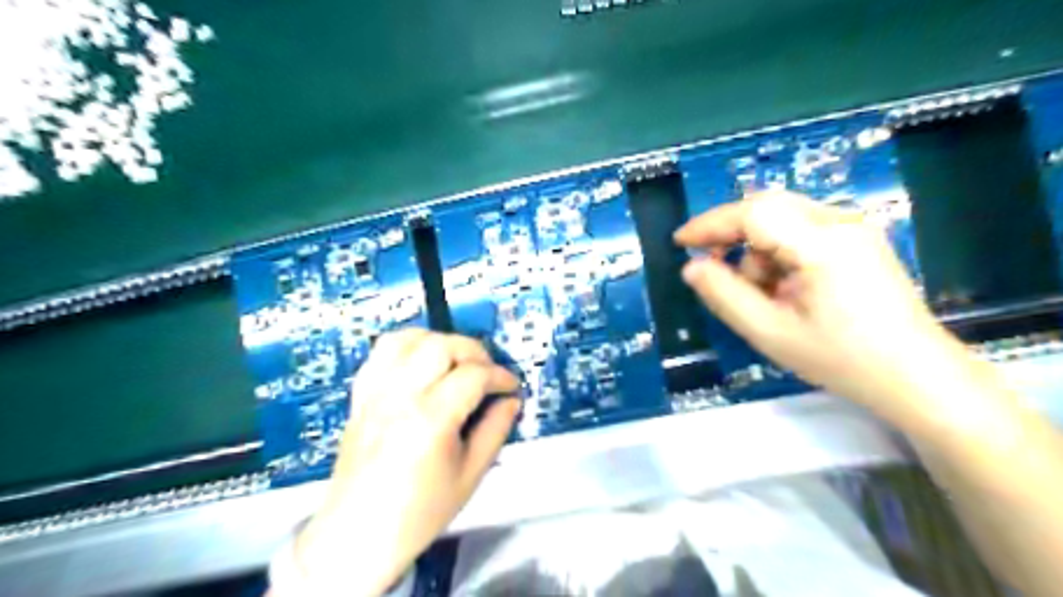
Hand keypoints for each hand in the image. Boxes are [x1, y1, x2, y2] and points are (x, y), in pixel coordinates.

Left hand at [290, 330, 521, 593]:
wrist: (359, 533)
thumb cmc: (418, 512)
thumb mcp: (471, 474)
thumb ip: (496, 430)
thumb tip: (511, 401)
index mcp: (430, 420)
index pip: (474, 375)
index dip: (500, 377)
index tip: (511, 387)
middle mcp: (400, 396)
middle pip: (443, 346)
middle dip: (474, 352)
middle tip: (487, 373)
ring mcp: (376, 392)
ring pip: (410, 338)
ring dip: (441, 342)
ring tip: (456, 363)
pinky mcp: (362, 394)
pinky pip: (382, 350)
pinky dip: (408, 345)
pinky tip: (422, 360)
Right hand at [676, 191, 968, 423]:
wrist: (916, 376)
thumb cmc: (841, 359)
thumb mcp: (770, 332)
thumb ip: (724, 296)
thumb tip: (692, 268)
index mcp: (823, 244)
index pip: (753, 213)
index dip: (711, 224)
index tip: (681, 243)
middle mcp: (841, 223)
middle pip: (767, 207)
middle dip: (731, 235)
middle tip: (710, 265)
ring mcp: (854, 228)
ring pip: (782, 219)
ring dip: (757, 250)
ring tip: (762, 296)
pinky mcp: (857, 239)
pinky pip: (801, 231)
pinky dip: (779, 254)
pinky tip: (784, 288)